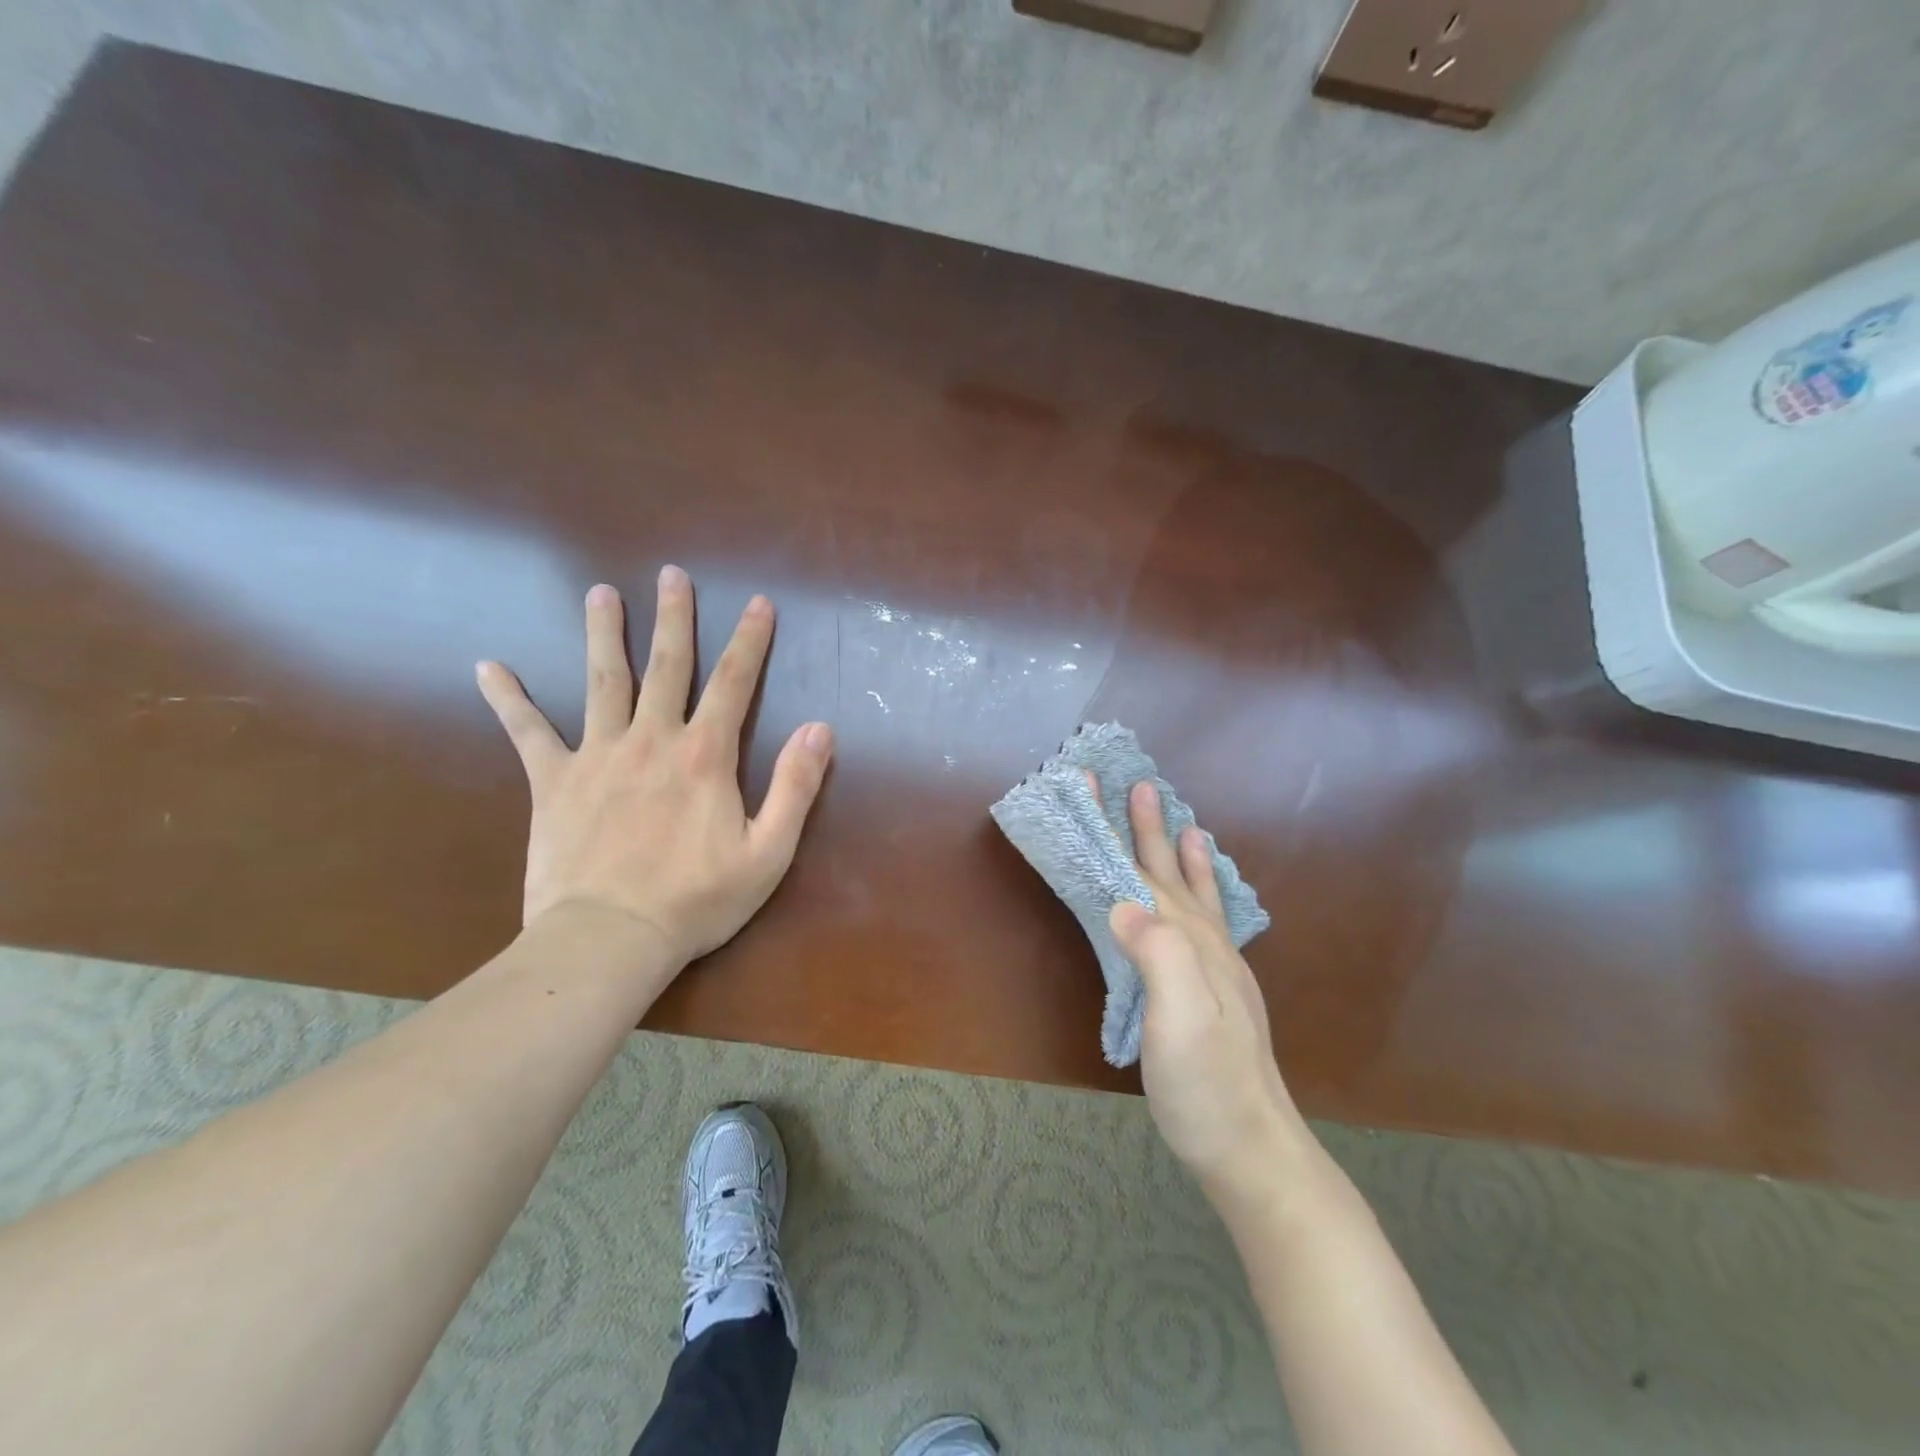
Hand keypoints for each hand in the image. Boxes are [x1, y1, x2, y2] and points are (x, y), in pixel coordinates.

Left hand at [476, 566, 834, 966]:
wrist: (609, 938)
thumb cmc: (697, 900)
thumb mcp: (769, 851)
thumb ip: (795, 786)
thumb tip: (821, 728)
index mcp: (705, 755)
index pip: (733, 683)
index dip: (749, 641)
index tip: (757, 602)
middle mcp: (652, 740)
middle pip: (667, 666)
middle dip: (674, 617)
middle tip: (671, 574)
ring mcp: (598, 756)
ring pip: (602, 681)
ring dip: (604, 634)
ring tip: (601, 594)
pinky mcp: (553, 781)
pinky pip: (527, 732)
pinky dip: (508, 699)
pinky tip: (488, 668)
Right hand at [1107, 781, 1298, 1194]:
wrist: (1253, 1150)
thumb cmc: (1207, 1088)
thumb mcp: (1179, 1023)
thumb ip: (1159, 957)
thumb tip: (1123, 905)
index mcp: (1189, 943)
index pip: (1144, 871)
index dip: (1119, 828)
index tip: (1100, 784)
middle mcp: (1207, 946)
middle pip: (1169, 874)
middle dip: (1150, 829)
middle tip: (1142, 786)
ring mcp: (1219, 970)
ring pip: (1194, 896)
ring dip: (1184, 857)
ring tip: (1186, 826)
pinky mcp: (1219, 992)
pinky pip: (1210, 924)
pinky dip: (1205, 898)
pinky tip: (1206, 900)